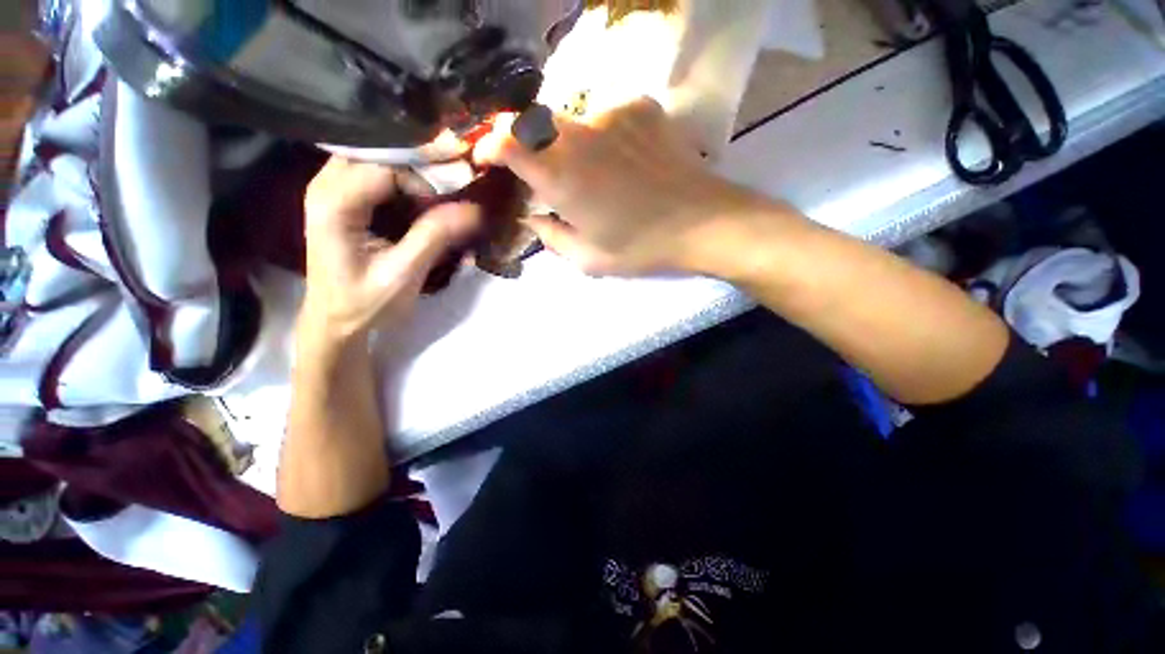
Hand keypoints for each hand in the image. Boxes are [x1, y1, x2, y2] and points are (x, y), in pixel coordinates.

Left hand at [300, 157, 479, 342]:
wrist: (335, 323)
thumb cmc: (365, 304)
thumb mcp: (404, 273)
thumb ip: (435, 236)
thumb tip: (473, 209)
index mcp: (334, 204)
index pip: (387, 167)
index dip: (426, 174)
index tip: (459, 193)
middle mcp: (325, 187)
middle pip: (380, 155)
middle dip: (420, 167)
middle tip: (455, 185)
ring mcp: (331, 191)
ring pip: (378, 161)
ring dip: (413, 173)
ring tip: (444, 192)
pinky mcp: (342, 201)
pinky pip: (375, 175)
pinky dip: (403, 183)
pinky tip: (422, 199)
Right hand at [474, 97, 766, 276]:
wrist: (703, 222)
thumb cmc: (641, 247)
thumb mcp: (589, 260)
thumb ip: (551, 237)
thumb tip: (532, 218)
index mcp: (561, 176)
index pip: (507, 140)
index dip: (489, 144)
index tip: (489, 158)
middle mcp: (579, 135)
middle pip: (534, 122)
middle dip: (529, 146)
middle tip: (544, 175)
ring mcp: (611, 113)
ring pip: (571, 120)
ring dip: (569, 145)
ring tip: (593, 175)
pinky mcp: (640, 106)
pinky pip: (605, 116)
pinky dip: (602, 137)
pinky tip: (622, 160)